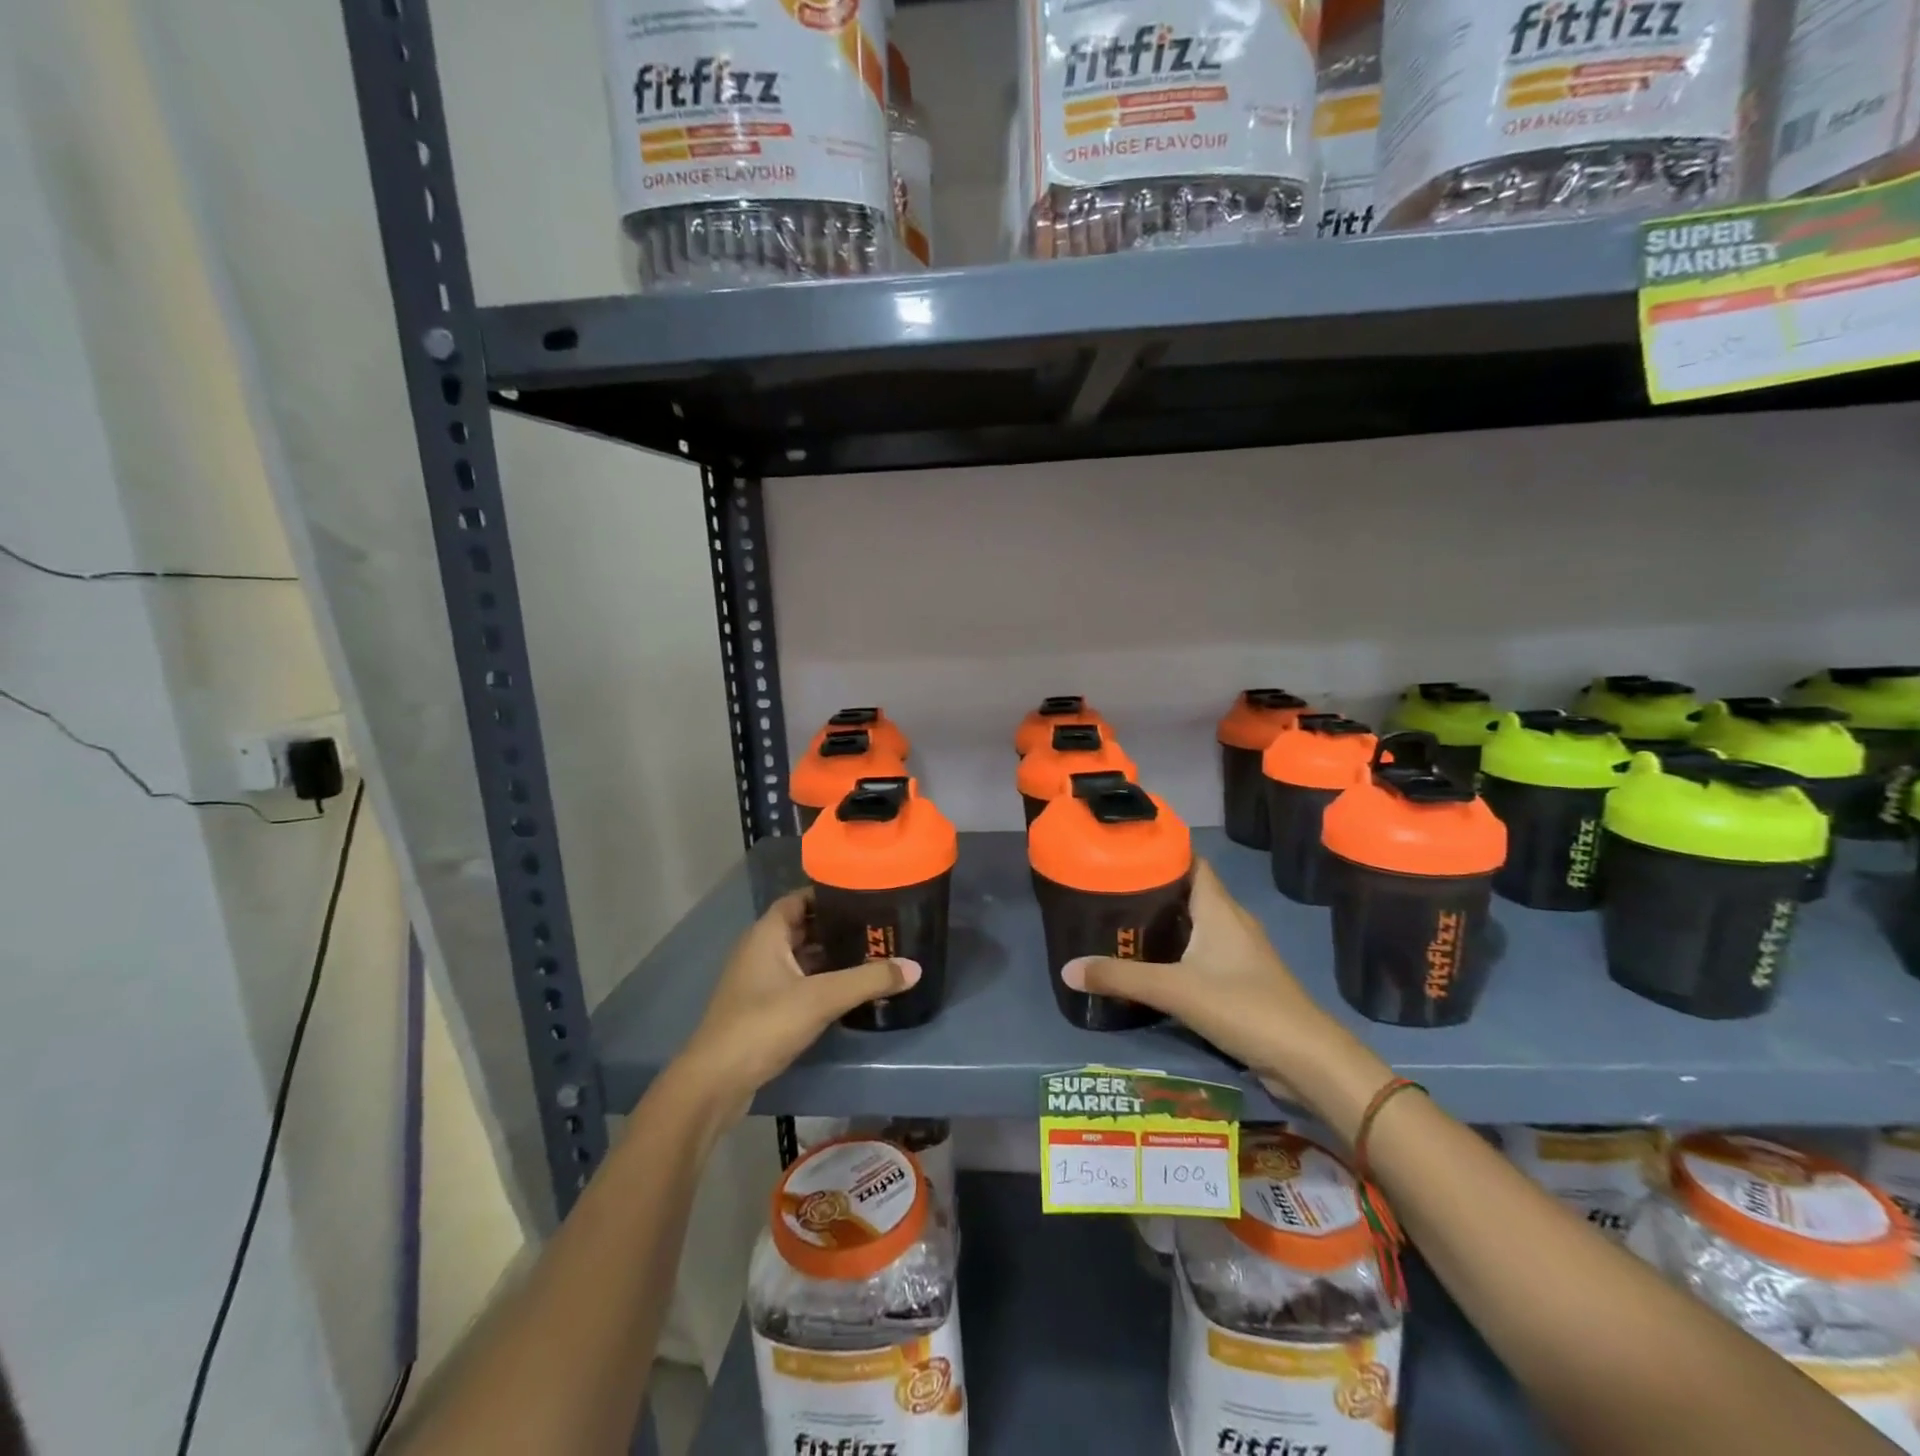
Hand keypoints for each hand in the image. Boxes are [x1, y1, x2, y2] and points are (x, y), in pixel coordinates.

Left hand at [672, 890, 917, 1121]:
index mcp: (767, 934)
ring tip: (870, 953)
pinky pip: (796, 982)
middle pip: (803, 927)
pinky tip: (847, 989)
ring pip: (800, 957)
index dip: (828, 894)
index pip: (799, 899)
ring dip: (830, 955)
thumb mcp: (821, 998)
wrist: (716, 1081)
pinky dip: (820, 980)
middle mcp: (759, 950)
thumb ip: (868, 980)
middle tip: (876, 925)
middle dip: (836, 926)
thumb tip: (915, 967)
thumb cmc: (764, 1024)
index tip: (863, 893)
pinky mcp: (761, 1008)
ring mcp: (758, 981)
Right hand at [1061, 859, 1335, 1098]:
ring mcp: (1241, 952)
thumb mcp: (1175, 990)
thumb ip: (1120, 978)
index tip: (1125, 850)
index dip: (1162, 851)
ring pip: (1198, 923)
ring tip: (1123, 923)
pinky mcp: (1243, 980)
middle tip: (1110, 889)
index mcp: (1220, 909)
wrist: (1307, 1059)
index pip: (1192, 862)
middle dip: (1154, 888)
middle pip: (1190, 892)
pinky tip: (1153, 964)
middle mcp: (1232, 922)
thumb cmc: (1243, 1006)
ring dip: (1166, 922)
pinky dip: (1179, 950)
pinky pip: (1205, 952)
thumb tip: (1067, 969)